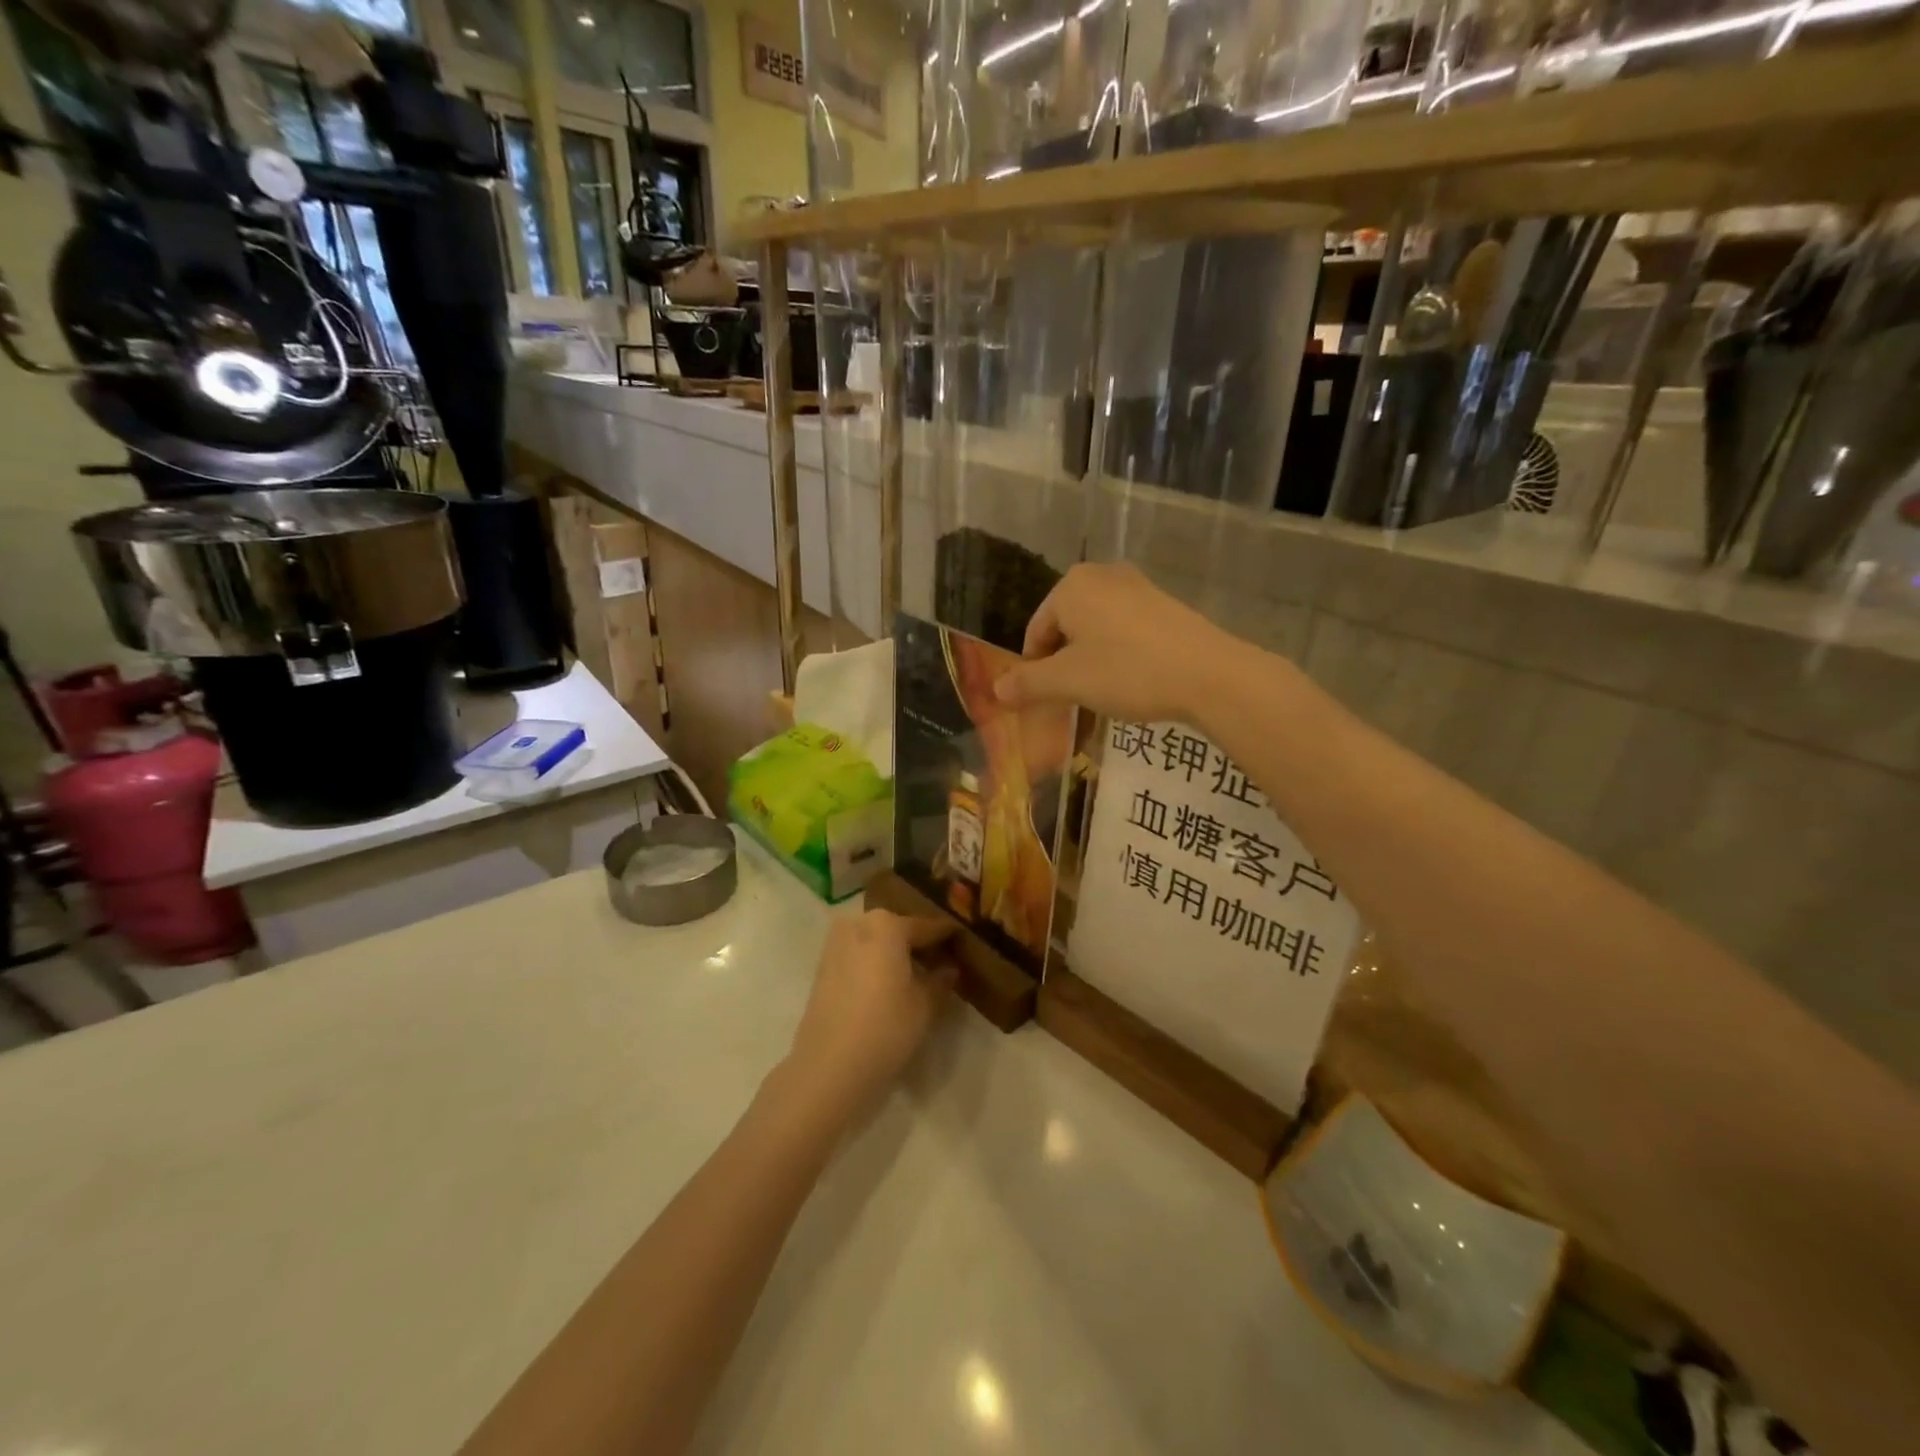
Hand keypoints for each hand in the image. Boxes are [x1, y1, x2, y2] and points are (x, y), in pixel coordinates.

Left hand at [782, 911, 957, 1122]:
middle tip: (941, 962)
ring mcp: (836, 944)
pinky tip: (889, 985)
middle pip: (897, 929)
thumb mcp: (925, 1005)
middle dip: (918, 944)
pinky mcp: (822, 967)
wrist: (829, 1066)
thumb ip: (940, 981)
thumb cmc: (886, 1027)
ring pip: (875, 941)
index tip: (963, 940)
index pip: (926, 926)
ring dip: (894, 954)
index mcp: (887, 925)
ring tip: (916, 977)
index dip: (947, 935)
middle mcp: (859, 924)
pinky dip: (874, 964)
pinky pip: (858, 955)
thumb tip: (949, 969)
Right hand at [993, 563, 1246, 725]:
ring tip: (1102, 692)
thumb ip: (1028, 683)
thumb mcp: (1069, 682)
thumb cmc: (1128, 671)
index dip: (1035, 668)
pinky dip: (1119, 653)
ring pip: (1096, 628)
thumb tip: (996, 690)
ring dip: (1090, 660)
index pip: (1036, 630)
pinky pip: (1125, 628)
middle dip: (1063, 663)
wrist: (1209, 674)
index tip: (1045, 699)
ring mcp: (1137, 586)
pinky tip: (1132, 679)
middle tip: (1073, 697)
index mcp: (1071, 586)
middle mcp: (1102, 575)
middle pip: (1065, 626)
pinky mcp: (1164, 603)